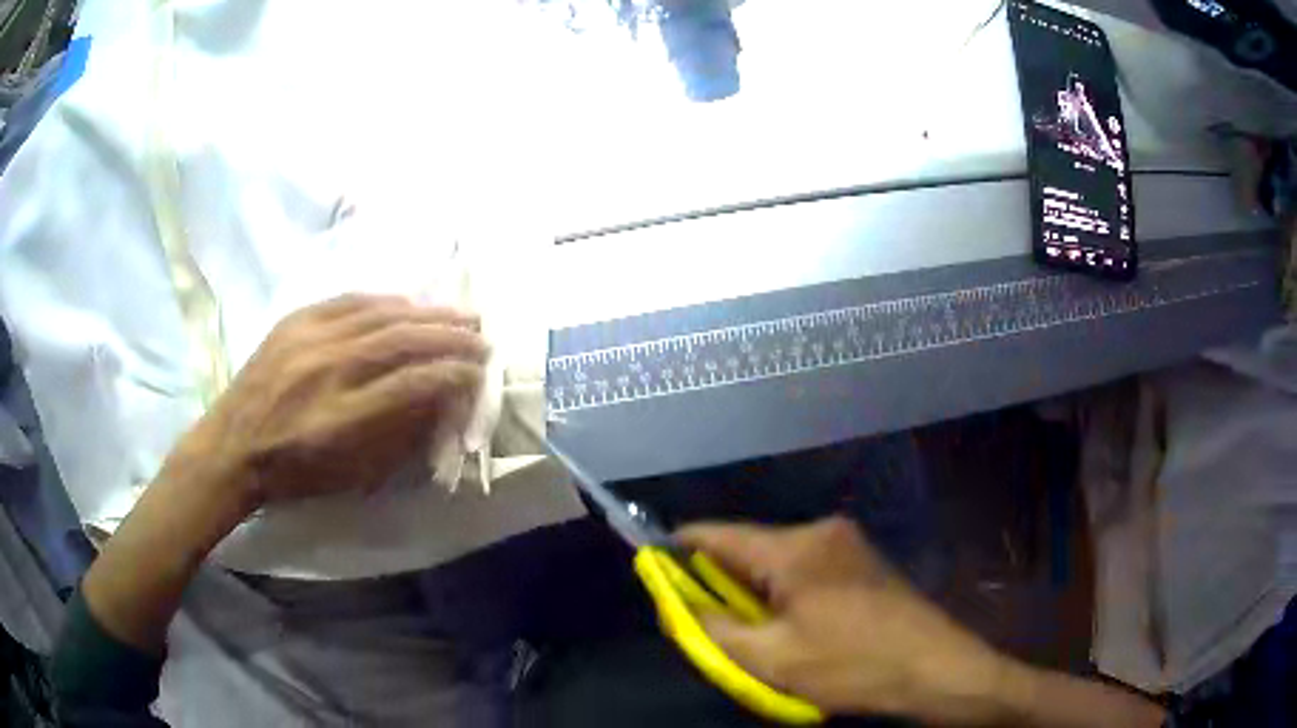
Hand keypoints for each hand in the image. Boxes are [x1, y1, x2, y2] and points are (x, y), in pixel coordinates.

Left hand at [171, 294, 487, 510]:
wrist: (232, 446)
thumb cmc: (293, 472)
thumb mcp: (348, 474)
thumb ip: (394, 437)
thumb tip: (435, 402)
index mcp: (342, 417)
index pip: (411, 384)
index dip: (452, 374)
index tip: (478, 373)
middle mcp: (328, 369)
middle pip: (401, 340)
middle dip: (449, 336)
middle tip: (481, 336)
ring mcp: (309, 338)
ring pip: (379, 313)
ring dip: (425, 312)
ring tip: (456, 313)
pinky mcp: (295, 320)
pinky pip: (348, 300)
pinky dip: (385, 300)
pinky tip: (407, 303)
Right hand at [678, 518, 1012, 723]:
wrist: (935, 667)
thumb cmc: (852, 666)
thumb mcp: (772, 659)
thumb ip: (714, 629)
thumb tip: (678, 605)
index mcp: (795, 548)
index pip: (719, 534)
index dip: (680, 546)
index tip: (652, 561)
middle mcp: (821, 531)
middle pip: (750, 547)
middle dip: (719, 578)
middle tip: (698, 613)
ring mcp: (847, 543)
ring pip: (778, 559)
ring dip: (753, 588)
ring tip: (745, 627)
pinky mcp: (863, 560)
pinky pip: (805, 566)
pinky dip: (782, 589)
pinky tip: (787, 622)